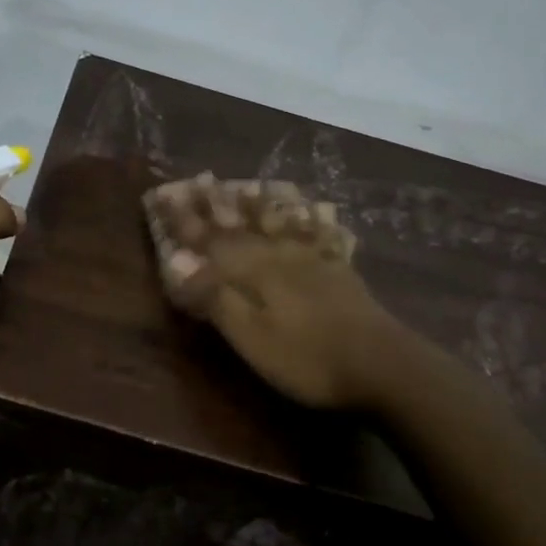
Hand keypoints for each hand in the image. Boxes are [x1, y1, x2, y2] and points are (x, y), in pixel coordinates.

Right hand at [148, 177, 397, 409]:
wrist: (383, 366)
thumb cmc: (307, 358)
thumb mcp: (250, 336)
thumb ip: (213, 297)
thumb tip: (175, 261)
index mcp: (252, 270)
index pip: (208, 239)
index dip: (183, 221)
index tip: (162, 197)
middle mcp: (280, 255)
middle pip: (242, 224)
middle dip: (217, 204)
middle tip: (200, 179)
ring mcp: (314, 261)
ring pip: (282, 223)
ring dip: (262, 204)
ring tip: (250, 184)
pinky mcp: (341, 273)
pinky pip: (323, 236)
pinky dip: (313, 220)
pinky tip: (316, 211)